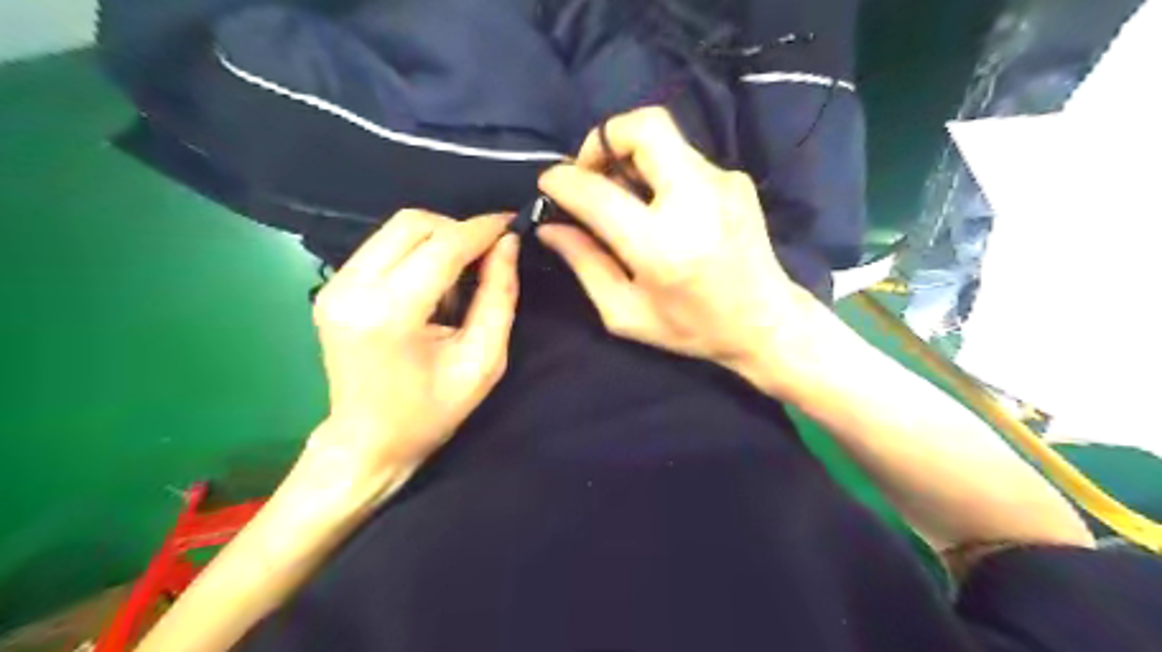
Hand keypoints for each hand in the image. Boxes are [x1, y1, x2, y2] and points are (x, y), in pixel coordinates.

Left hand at [313, 209, 521, 483]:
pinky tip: (433, 281)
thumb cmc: (431, 411)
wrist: (367, 441)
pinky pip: (382, 246)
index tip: (512, 224)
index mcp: (390, 314)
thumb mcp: (482, 361)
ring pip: (395, 229)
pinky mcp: (330, 287)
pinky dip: (416, 251)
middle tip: (488, 253)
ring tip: (462, 272)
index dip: (482, 229)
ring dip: (438, 238)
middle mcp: (352, 289)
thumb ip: (499, 297)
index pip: (442, 246)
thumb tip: (508, 244)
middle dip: (459, 229)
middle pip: (413, 224)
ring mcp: (333, 286)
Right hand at [534, 108, 815, 387]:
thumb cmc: (692, 328)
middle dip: (602, 139)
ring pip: (663, 137)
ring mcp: (722, 183)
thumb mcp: (626, 312)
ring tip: (622, 194)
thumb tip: (550, 227)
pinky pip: (682, 157)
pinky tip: (658, 206)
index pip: (598, 193)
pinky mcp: (735, 179)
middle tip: (590, 173)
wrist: (766, 323)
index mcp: (662, 247)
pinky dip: (657, 170)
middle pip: (644, 127)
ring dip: (629, 155)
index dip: (564, 181)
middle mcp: (696, 202)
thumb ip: (584, 264)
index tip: (549, 183)